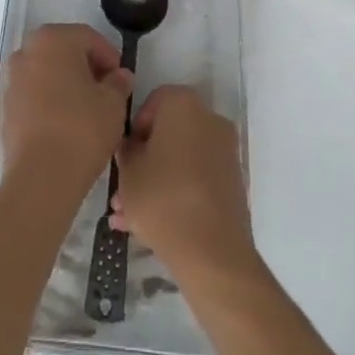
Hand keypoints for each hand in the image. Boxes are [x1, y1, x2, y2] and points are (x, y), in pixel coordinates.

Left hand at [1, 24, 133, 193]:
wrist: (40, 176)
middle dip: (87, 68)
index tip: (122, 80)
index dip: (109, 56)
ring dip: (67, 84)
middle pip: (64, 51)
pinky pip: (34, 94)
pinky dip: (50, 101)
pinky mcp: (5, 107)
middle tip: (107, 92)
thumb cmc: (82, 128)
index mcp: (53, 39)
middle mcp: (27, 51)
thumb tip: (119, 76)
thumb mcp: (113, 103)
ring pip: (47, 73)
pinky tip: (66, 125)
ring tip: (88, 111)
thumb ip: (118, 82)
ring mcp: (12, 79)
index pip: (88, 37)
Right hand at [111, 85, 253, 280]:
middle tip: (122, 190)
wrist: (212, 253)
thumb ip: (126, 149)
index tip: (124, 154)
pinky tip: (150, 225)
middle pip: (168, 133)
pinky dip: (176, 192)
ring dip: (156, 181)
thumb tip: (133, 146)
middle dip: (144, 160)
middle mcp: (209, 119)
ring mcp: (225, 151)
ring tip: (128, 216)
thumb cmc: (162, 199)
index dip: (134, 127)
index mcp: (183, 104)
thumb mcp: (128, 171)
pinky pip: (196, 178)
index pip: (153, 101)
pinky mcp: (232, 182)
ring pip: (180, 159)